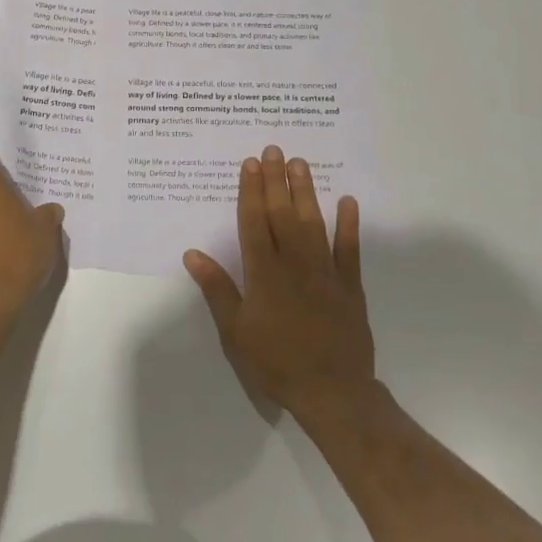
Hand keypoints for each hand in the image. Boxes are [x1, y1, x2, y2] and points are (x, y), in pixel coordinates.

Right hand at [184, 145, 375, 430]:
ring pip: (313, 223)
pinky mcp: (349, 285)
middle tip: (274, 149)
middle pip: (282, 214)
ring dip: (306, 191)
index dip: (251, 191)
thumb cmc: (275, 362)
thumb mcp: (235, 331)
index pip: (254, 222)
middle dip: (276, 180)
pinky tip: (347, 201)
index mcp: (263, 273)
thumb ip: (217, 289)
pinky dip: (349, 225)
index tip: (250, 164)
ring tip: (300, 163)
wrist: (332, 392)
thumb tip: (192, 254)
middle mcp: (293, 263)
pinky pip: (349, 249)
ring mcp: (324, 271)